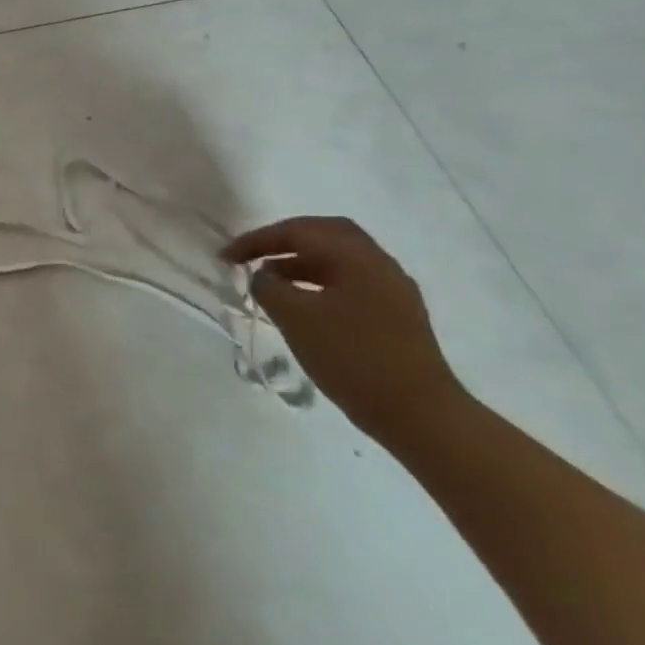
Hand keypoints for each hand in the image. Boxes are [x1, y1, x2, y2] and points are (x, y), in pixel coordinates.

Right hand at [223, 216, 469, 449]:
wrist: (418, 413)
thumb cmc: (352, 357)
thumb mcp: (295, 318)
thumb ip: (268, 287)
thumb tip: (264, 277)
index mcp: (357, 258)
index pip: (299, 231)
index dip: (257, 239)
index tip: (226, 257)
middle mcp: (379, 265)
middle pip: (326, 235)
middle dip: (284, 240)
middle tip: (253, 254)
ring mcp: (392, 292)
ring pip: (339, 260)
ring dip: (300, 263)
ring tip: (270, 281)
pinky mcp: (396, 316)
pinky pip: (349, 283)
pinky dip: (318, 283)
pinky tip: (301, 305)